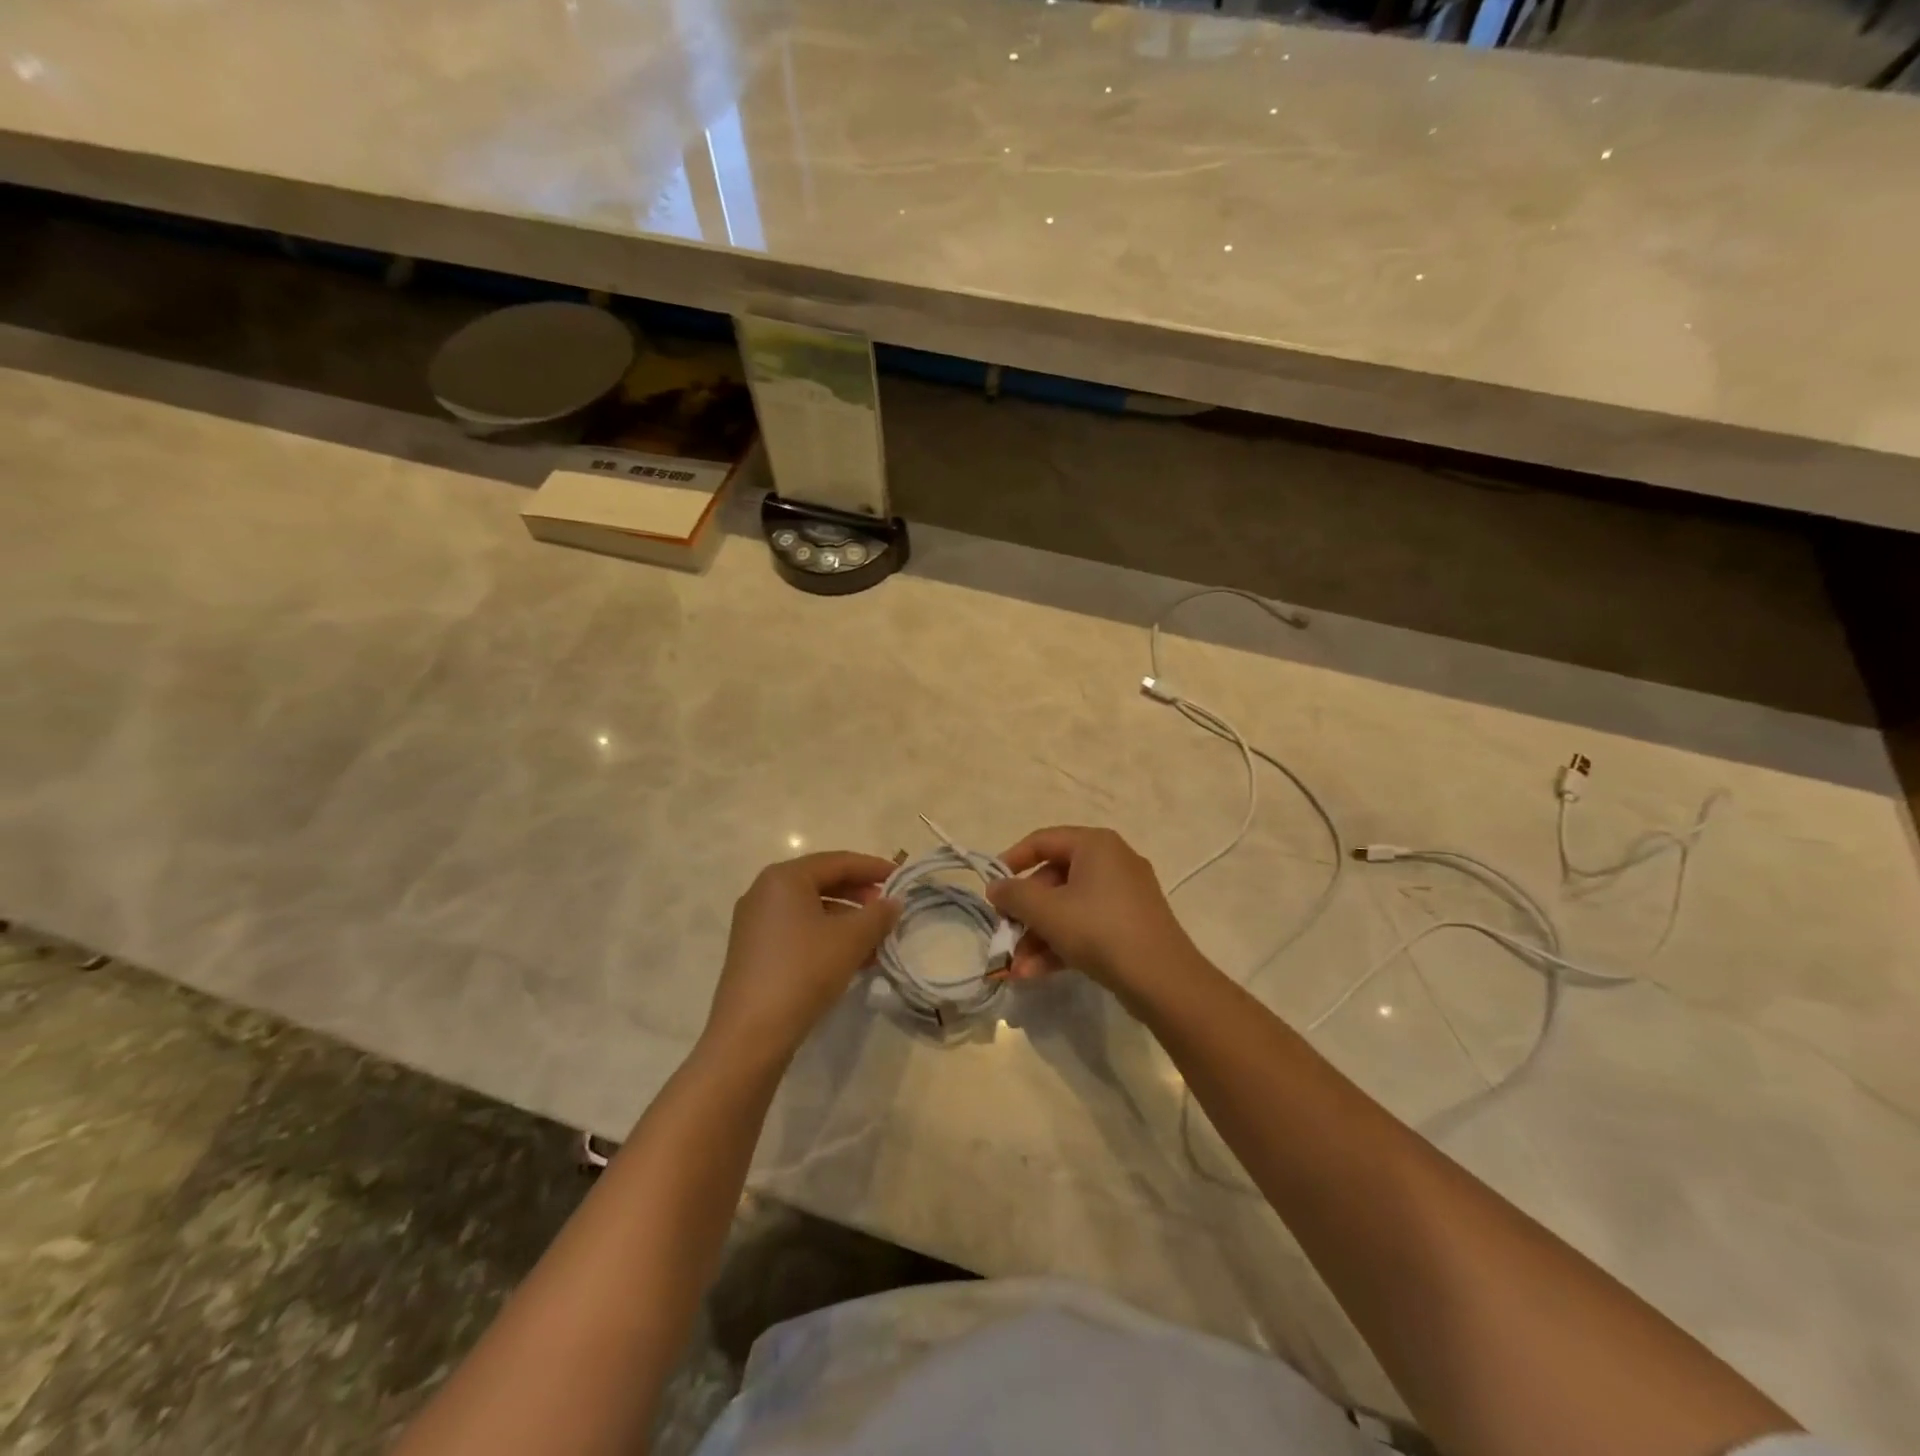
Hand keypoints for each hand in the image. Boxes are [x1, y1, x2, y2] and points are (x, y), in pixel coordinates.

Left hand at [704, 851, 900, 1063]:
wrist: (750, 1035)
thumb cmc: (803, 972)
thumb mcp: (851, 940)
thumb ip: (878, 915)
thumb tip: (894, 902)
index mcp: (784, 878)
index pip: (837, 861)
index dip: (873, 868)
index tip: (901, 878)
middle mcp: (764, 892)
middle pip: (822, 882)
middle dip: (859, 894)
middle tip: (888, 908)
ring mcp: (755, 923)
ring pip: (811, 910)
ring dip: (847, 920)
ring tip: (877, 939)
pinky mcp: (754, 952)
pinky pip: (799, 931)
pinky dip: (827, 937)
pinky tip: (853, 959)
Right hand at [985, 826, 1202, 1006]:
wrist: (1163, 980)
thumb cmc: (1100, 930)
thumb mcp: (1048, 911)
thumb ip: (1014, 894)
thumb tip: (994, 887)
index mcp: (1095, 845)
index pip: (1043, 840)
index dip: (1012, 860)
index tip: (991, 886)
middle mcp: (1112, 861)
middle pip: (1054, 879)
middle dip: (1025, 913)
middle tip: (1004, 934)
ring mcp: (1124, 895)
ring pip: (1068, 907)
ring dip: (1038, 936)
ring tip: (1016, 967)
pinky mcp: (1130, 925)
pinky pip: (1087, 925)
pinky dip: (1062, 944)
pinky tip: (1036, 973)